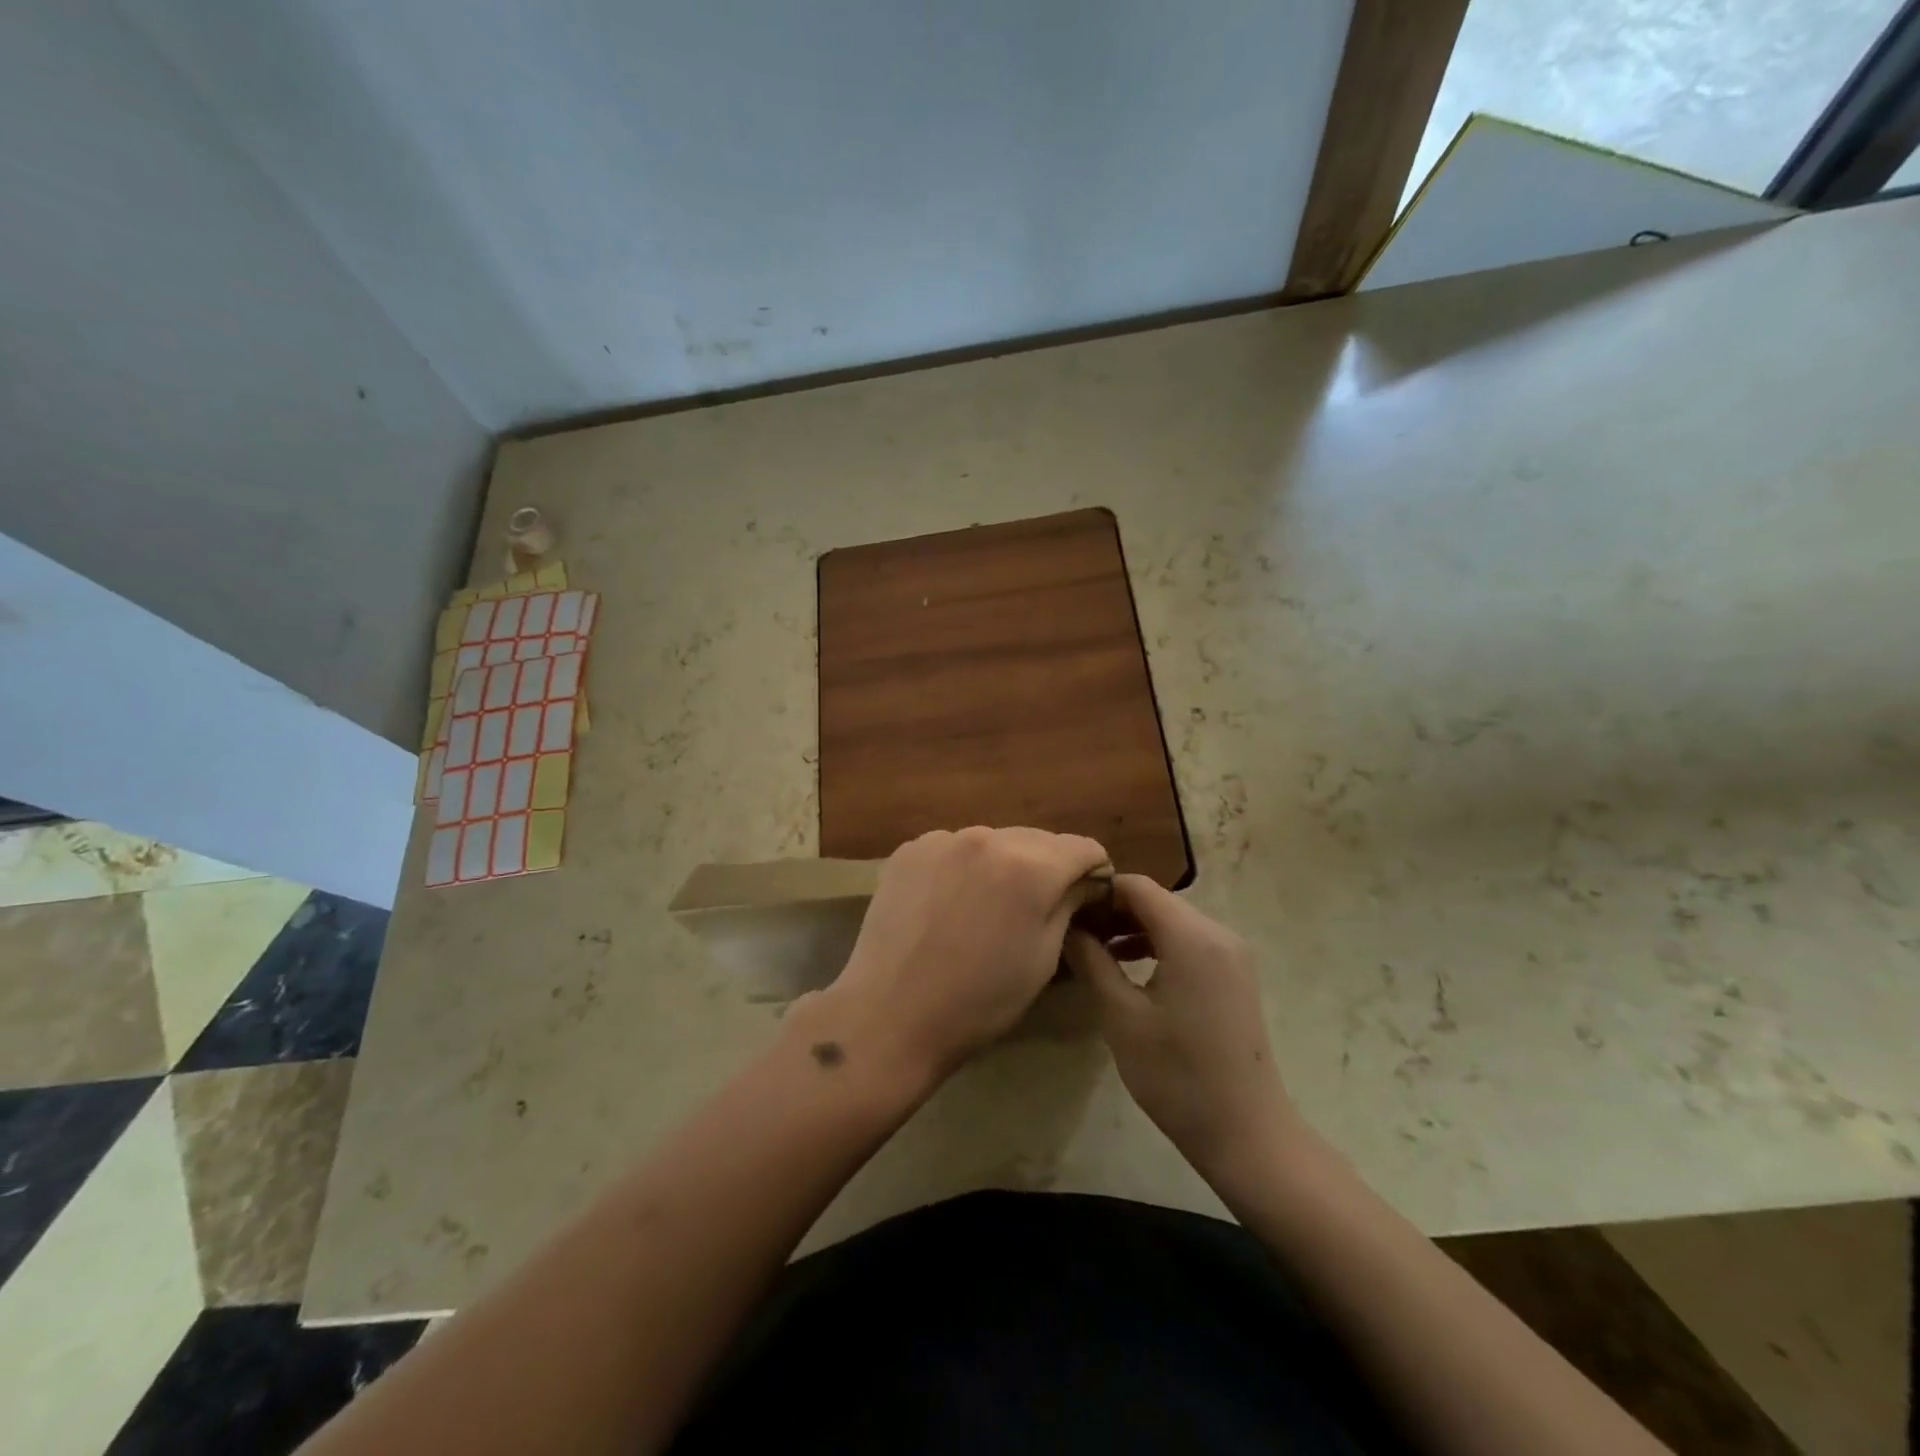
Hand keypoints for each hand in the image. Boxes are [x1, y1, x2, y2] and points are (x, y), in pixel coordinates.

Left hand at [809, 827, 1110, 1092]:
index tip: (1087, 900)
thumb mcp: (1043, 957)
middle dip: (1048, 868)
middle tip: (1037, 908)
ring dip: (1004, 865)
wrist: (890, 1014)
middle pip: (1038, 840)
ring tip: (987, 908)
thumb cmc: (979, 1001)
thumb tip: (1085, 880)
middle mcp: (988, 837)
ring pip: (994, 841)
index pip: (1083, 847)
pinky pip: (955, 848)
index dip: (1094, 873)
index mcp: (1030, 866)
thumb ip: (1069, 904)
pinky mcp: (910, 849)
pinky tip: (950, 904)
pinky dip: (964, 867)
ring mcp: (943, 839)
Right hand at [1065, 876, 1298, 1181]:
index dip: (1098, 892)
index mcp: (1192, 936)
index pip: (1136, 886)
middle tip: (1075, 934)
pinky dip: (1157, 944)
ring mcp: (1232, 953)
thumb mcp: (1120, 1015)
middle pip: (1156, 900)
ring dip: (1133, 928)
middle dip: (1113, 910)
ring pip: (1172, 920)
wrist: (1246, 1133)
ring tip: (1095, 951)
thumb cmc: (1176, 1075)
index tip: (1067, 914)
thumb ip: (1092, 960)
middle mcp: (1218, 932)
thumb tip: (1069, 926)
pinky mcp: (1235, 974)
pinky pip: (1189, 941)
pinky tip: (1130, 967)